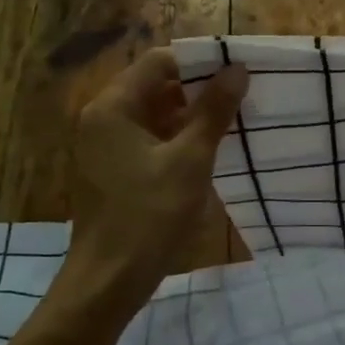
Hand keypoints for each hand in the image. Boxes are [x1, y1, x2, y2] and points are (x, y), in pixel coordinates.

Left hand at [62, 49, 248, 308]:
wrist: (108, 282)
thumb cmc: (148, 215)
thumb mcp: (190, 160)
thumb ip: (213, 111)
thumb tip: (237, 69)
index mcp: (113, 107)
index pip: (158, 62)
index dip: (199, 63)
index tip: (237, 74)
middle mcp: (102, 119)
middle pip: (155, 87)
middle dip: (198, 91)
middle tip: (242, 99)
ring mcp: (105, 147)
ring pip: (154, 116)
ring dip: (191, 118)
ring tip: (234, 124)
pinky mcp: (113, 171)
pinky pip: (149, 141)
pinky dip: (177, 141)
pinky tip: (210, 153)